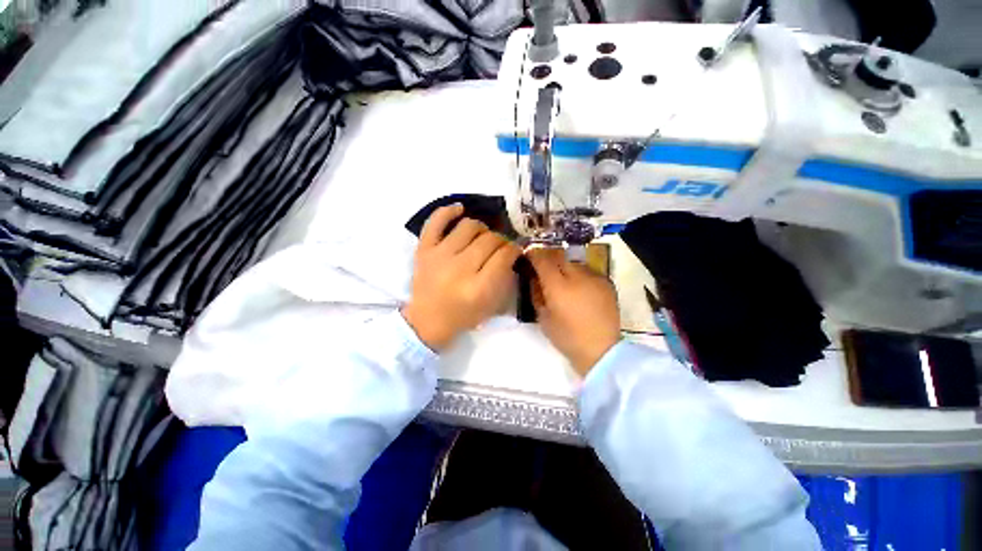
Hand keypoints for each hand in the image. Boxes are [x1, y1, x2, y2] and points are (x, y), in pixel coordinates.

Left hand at [403, 204, 522, 350]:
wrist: (426, 321)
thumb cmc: (463, 316)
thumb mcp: (491, 305)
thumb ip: (505, 277)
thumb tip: (511, 251)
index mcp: (478, 288)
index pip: (504, 255)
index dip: (514, 249)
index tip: (516, 249)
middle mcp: (459, 269)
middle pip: (489, 239)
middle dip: (501, 240)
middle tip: (500, 246)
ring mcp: (439, 256)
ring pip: (469, 226)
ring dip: (482, 228)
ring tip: (482, 236)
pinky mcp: (424, 249)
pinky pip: (435, 221)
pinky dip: (448, 211)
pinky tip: (460, 210)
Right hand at [527, 248, 620, 375]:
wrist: (602, 349)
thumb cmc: (567, 336)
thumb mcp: (543, 317)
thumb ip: (536, 293)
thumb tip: (533, 278)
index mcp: (558, 286)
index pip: (542, 260)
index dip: (533, 255)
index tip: (528, 256)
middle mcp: (577, 275)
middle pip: (559, 256)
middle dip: (549, 260)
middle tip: (544, 269)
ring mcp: (595, 277)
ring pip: (574, 262)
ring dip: (565, 267)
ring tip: (564, 280)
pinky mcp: (607, 283)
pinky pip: (588, 271)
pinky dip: (580, 275)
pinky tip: (579, 288)